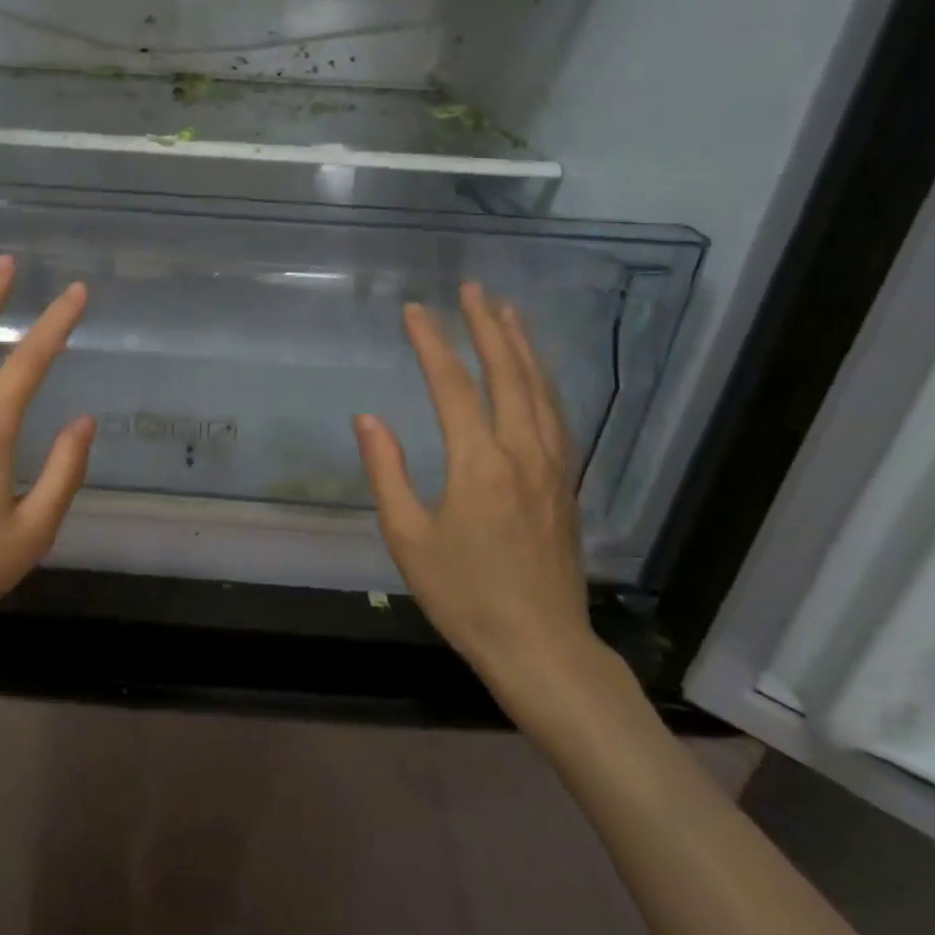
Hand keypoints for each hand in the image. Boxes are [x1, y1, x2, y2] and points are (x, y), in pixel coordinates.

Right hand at [352, 283, 605, 709]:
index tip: (415, 310)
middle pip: (508, 373)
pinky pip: (557, 415)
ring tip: (508, 311)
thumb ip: (387, 471)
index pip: (453, 385)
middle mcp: (522, 452)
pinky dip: (544, 381)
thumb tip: (368, 418)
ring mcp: (553, 466)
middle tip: (473, 289)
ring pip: (541, 389)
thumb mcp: (408, 537)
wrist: (541, 645)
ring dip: (523, 345)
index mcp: (479, 463)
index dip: (432, 343)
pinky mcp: (567, 483)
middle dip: (488, 326)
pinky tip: (537, 373)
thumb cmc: (465, 595)